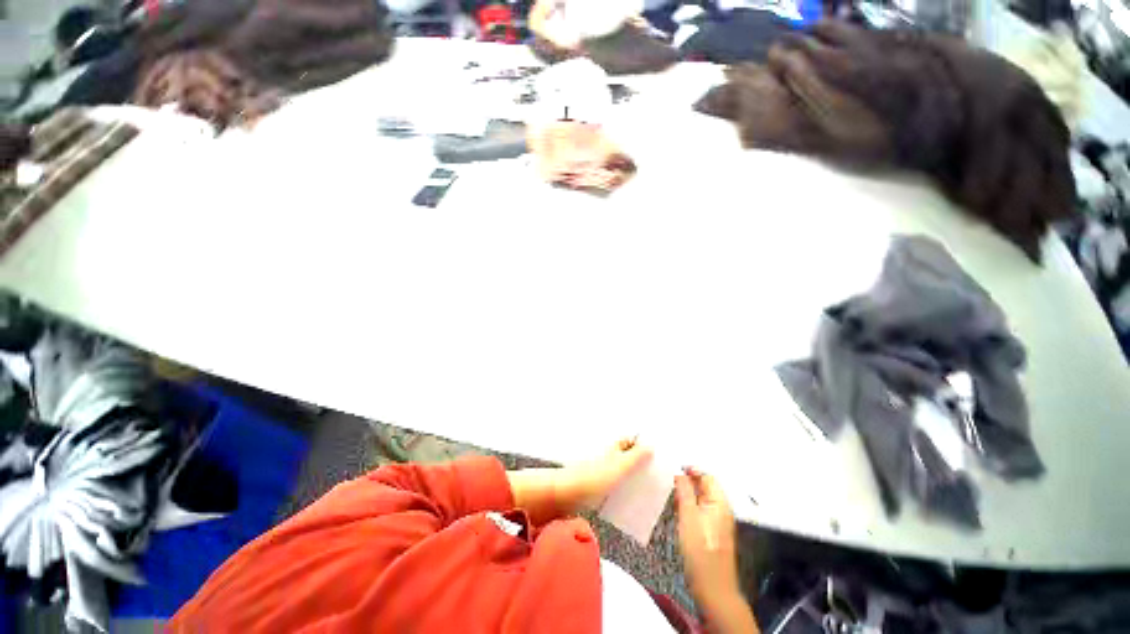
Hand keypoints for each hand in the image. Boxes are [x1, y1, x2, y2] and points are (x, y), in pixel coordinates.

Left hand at [559, 437, 652, 508]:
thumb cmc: (595, 477)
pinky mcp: (596, 480)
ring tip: (646, 489)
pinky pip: (614, 481)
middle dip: (641, 463)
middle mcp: (608, 452)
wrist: (567, 493)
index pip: (633, 439)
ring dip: (632, 476)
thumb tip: (651, 445)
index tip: (659, 458)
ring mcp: (601, 466)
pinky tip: (629, 497)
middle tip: (655, 477)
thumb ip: (636, 456)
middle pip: (628, 454)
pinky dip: (622, 486)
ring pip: (621, 468)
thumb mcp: (620, 466)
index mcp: (614, 445)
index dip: (645, 446)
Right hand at [676, 467, 756, 631]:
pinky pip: (699, 510)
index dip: (691, 470)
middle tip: (668, 481)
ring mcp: (717, 520)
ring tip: (669, 494)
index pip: (706, 475)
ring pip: (700, 498)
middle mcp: (721, 508)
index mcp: (720, 502)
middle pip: (704, 486)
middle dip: (687, 481)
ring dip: (686, 494)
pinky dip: (688, 506)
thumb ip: (684, 492)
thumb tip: (679, 472)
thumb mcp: (688, 517)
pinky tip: (677, 510)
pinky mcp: (711, 531)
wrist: (712, 588)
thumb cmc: (700, 551)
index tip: (672, 468)